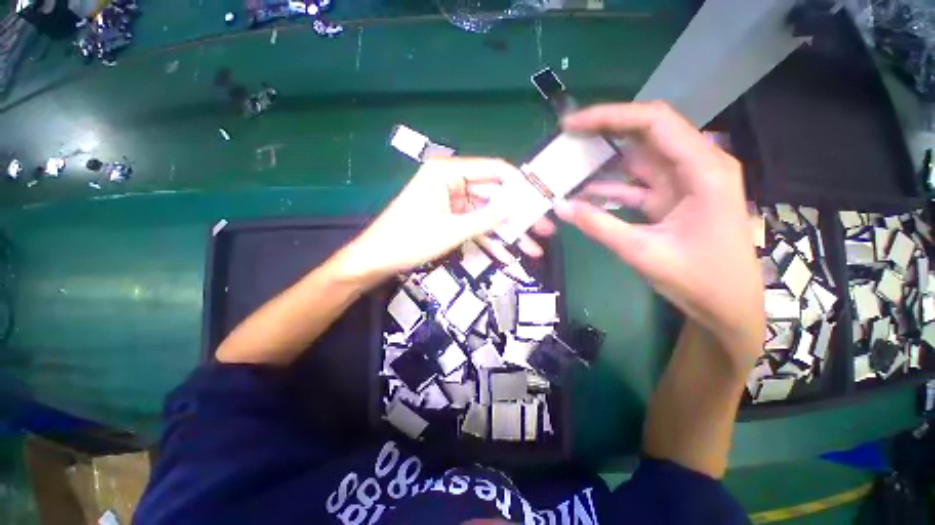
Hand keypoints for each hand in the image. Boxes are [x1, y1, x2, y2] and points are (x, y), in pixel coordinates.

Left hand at [333, 157, 547, 285]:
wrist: (376, 260)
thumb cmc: (409, 241)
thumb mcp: (452, 231)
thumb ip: (486, 217)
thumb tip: (517, 205)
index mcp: (448, 173)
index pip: (494, 170)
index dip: (519, 184)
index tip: (541, 200)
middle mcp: (452, 183)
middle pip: (494, 197)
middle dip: (518, 216)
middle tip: (544, 230)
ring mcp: (452, 204)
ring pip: (487, 216)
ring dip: (508, 234)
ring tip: (533, 249)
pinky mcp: (450, 220)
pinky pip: (475, 228)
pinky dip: (489, 242)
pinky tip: (508, 256)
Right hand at [555, 102, 763, 362]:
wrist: (727, 306)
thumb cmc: (699, 279)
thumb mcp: (642, 252)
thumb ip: (598, 226)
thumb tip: (560, 207)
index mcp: (703, 169)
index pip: (653, 121)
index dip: (610, 116)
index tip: (573, 125)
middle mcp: (696, 166)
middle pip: (646, 133)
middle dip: (604, 131)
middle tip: (567, 137)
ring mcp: (683, 182)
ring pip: (638, 158)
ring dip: (604, 160)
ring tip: (569, 162)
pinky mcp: (671, 199)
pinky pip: (636, 184)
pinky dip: (610, 186)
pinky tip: (584, 192)